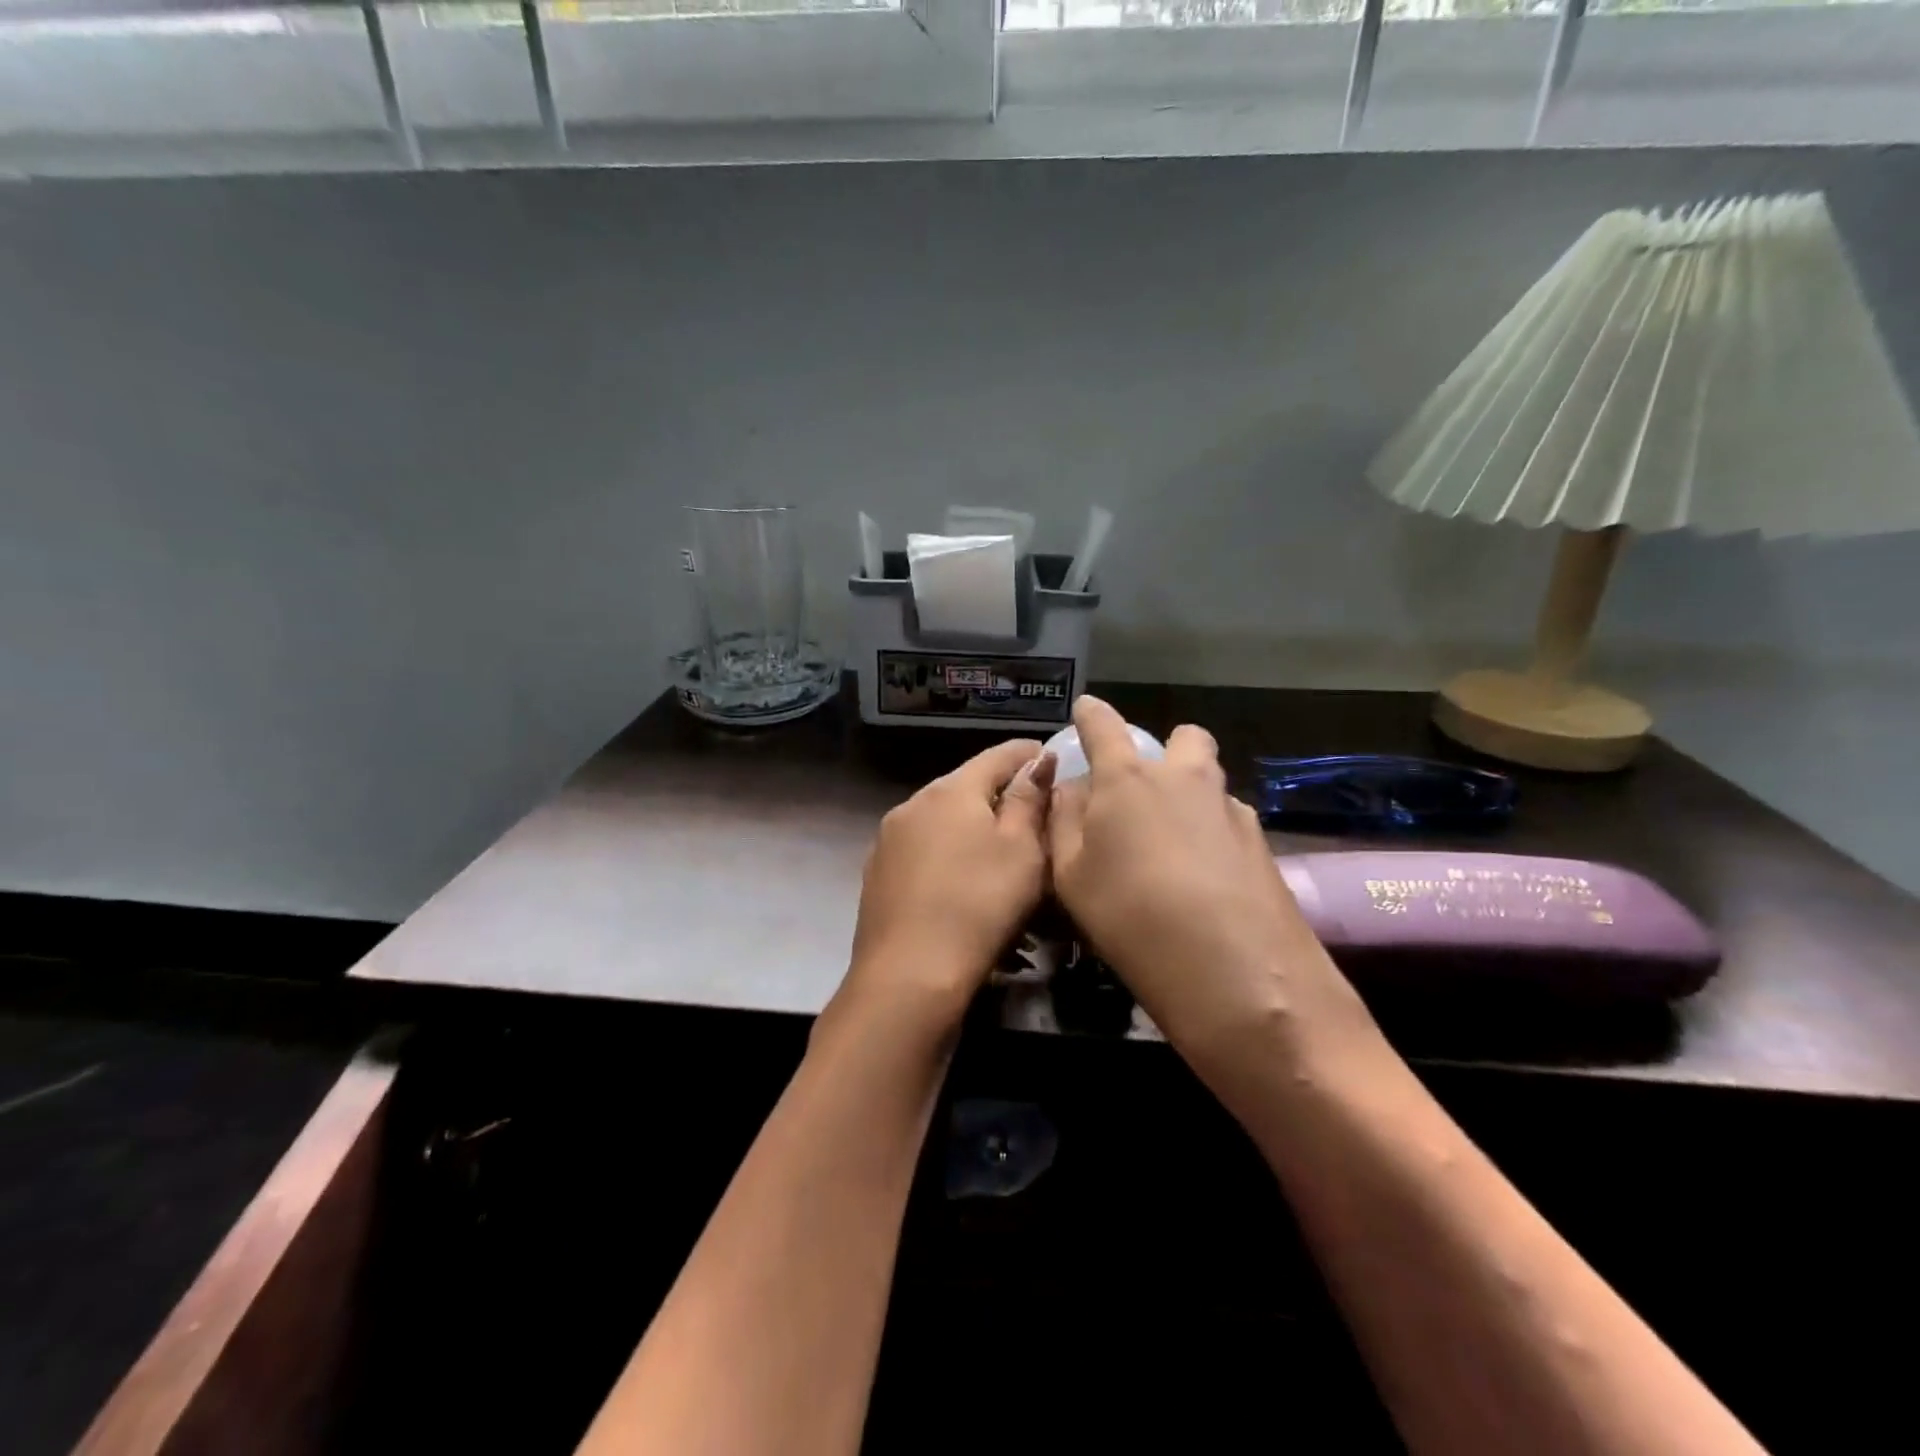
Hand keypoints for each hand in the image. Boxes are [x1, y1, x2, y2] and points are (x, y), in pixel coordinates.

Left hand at [831, 739, 1057, 1034]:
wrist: (908, 975)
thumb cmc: (979, 906)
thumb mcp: (1022, 851)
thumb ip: (1029, 800)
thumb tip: (1038, 761)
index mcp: (951, 790)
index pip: (996, 756)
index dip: (1027, 753)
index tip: (1049, 755)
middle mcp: (914, 803)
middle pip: (965, 786)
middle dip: (998, 791)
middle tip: (1031, 808)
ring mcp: (889, 839)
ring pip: (941, 818)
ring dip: (970, 824)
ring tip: (997, 847)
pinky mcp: (877, 873)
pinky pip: (923, 848)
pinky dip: (946, 851)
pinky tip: (960, 878)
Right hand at [1047, 696, 1368, 1065]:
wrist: (1236, 972)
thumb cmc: (1131, 916)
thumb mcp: (1071, 875)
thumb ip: (1064, 821)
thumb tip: (1071, 789)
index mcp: (1128, 780)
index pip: (1104, 726)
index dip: (1091, 714)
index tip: (1086, 709)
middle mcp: (1184, 779)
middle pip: (1182, 738)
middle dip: (1165, 752)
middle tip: (1145, 792)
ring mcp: (1230, 809)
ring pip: (1210, 780)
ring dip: (1191, 795)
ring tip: (1174, 847)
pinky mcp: (1263, 844)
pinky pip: (1229, 821)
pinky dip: (1213, 835)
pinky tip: (1206, 880)